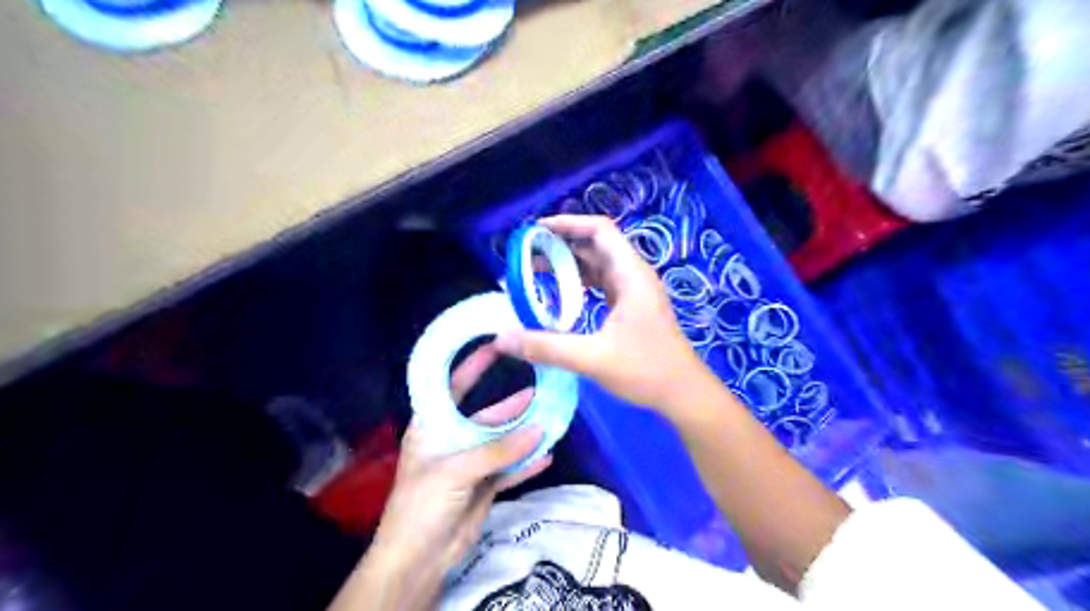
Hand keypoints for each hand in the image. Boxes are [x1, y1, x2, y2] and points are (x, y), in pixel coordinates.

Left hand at [333, 343, 549, 610]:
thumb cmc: (423, 504)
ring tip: (552, 418)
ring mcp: (470, 464)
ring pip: (502, 442)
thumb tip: (539, 430)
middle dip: (512, 405)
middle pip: (486, 416)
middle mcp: (453, 440)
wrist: (418, 559)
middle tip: (541, 389)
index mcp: (433, 427)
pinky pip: (509, 469)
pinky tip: (547, 454)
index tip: (495, 346)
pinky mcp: (483, 486)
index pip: (452, 388)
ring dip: (524, 433)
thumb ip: (498, 451)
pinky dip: (526, 463)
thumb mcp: (456, 471)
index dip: (472, 367)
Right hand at [494, 215, 715, 415]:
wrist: (683, 392)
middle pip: (596, 244)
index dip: (568, 224)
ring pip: (598, 264)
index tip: (536, 231)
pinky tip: (561, 295)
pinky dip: (580, 282)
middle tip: (527, 254)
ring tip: (535, 271)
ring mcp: (634, 290)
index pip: (600, 230)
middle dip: (562, 244)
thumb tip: (501, 339)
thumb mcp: (592, 358)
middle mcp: (634, 275)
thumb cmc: (645, 370)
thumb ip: (546, 347)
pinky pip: (602, 283)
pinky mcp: (632, 306)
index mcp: (630, 275)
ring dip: (569, 264)